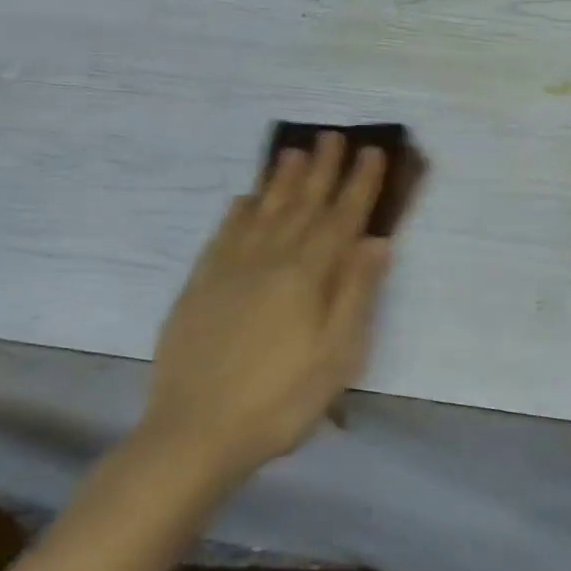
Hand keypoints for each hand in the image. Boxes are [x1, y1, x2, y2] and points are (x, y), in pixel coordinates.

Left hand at [142, 134, 394, 485]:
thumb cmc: (281, 399)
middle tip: (333, 136)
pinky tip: (245, 199)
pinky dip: (238, 212)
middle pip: (302, 205)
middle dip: (322, 169)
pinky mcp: (199, 287)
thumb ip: (356, 293)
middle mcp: (269, 260)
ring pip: (262, 212)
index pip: (341, 219)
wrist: (194, 434)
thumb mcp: (337, 354)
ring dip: (281, 180)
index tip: (372, 152)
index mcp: (307, 276)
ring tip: (292, 151)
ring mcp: (229, 270)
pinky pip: (222, 235)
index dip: (359, 184)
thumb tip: (376, 241)